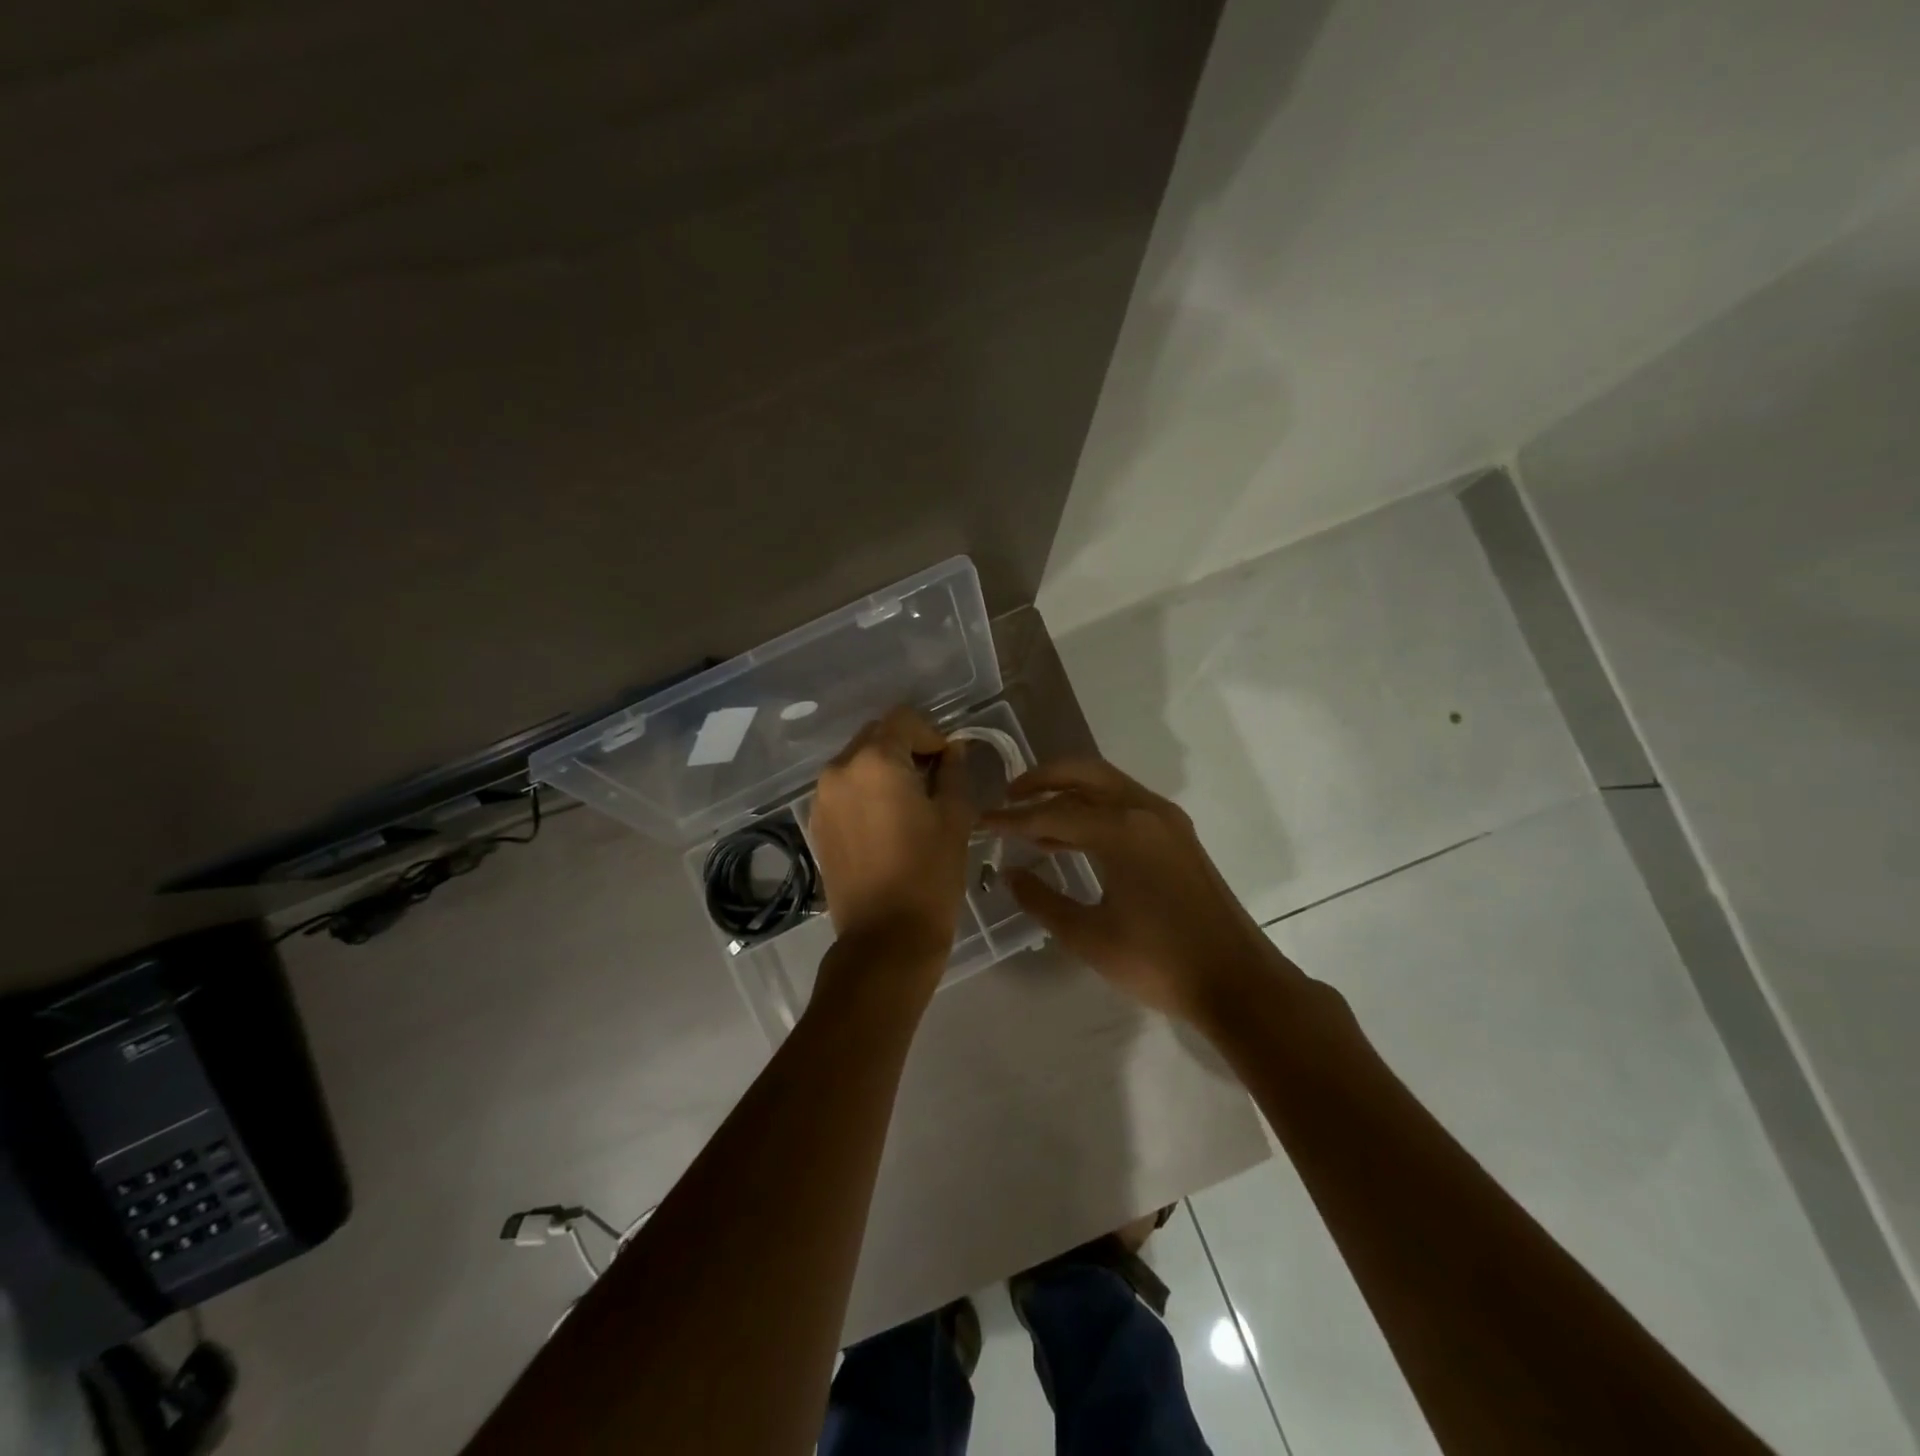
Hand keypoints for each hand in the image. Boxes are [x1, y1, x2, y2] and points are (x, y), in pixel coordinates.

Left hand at [809, 707, 973, 979]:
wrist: (885, 938)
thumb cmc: (929, 874)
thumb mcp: (954, 817)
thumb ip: (953, 772)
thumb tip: (953, 750)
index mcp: (875, 760)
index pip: (904, 720)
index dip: (932, 734)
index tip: (949, 763)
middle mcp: (839, 769)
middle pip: (876, 736)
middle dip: (906, 748)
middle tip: (933, 780)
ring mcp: (821, 798)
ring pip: (857, 762)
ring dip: (884, 769)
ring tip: (909, 803)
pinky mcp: (816, 824)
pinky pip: (843, 789)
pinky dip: (865, 791)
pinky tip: (885, 822)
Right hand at [983, 759, 1289, 1026]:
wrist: (1237, 980)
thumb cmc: (1158, 961)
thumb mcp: (1089, 936)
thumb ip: (1042, 900)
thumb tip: (1009, 873)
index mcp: (1121, 830)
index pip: (1052, 812)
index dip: (1013, 819)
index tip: (983, 821)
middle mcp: (1144, 810)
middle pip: (1084, 773)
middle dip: (1042, 779)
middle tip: (1009, 796)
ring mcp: (1166, 819)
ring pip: (1107, 784)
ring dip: (1069, 791)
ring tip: (1033, 815)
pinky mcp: (1178, 834)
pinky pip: (1126, 803)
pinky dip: (1094, 807)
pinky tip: (1074, 836)